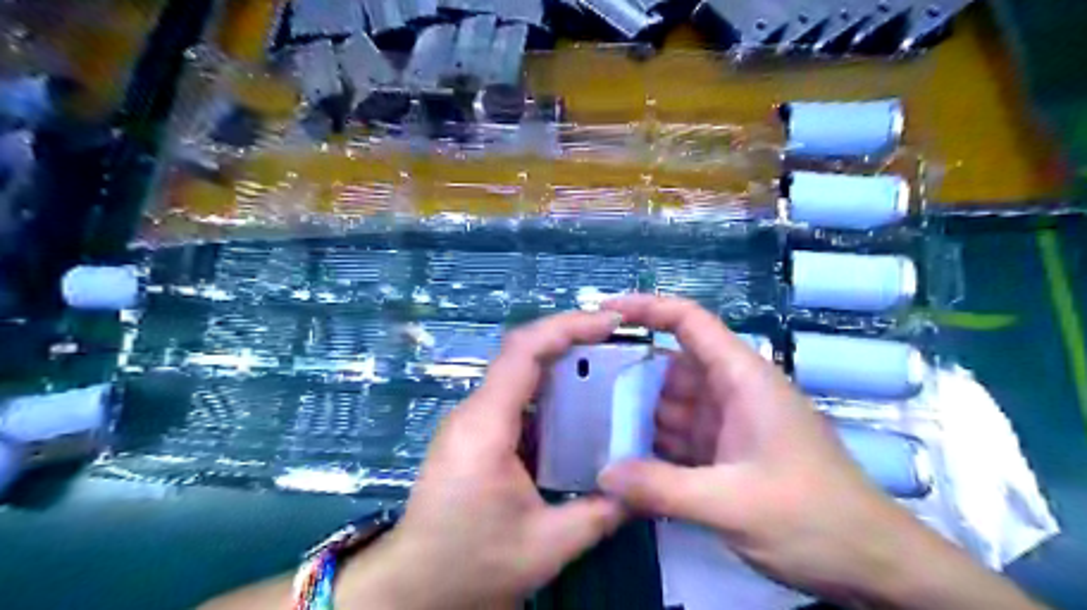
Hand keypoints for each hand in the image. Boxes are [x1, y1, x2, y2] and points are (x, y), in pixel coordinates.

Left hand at [340, 312, 627, 609]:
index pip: (525, 351)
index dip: (568, 327)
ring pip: (517, 372)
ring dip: (559, 362)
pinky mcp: (472, 434)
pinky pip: (514, 398)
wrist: (413, 587)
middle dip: (569, 336)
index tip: (609, 322)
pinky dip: (548, 391)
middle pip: (521, 352)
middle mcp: (474, 412)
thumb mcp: (547, 545)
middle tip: (615, 337)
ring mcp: (470, 421)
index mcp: (486, 425)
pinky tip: (576, 406)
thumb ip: (601, 513)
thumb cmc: (472, 564)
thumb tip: (642, 490)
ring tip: (605, 364)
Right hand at [593, 296, 1042, 609]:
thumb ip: (661, 488)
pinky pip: (680, 437)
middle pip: (671, 367)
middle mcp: (732, 391)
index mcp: (742, 378)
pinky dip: (654, 445)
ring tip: (590, 425)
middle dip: (630, 376)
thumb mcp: (732, 504)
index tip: (604, 311)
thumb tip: (603, 475)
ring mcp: (729, 423)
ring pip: (672, 405)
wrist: (874, 566)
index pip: (689, 322)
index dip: (646, 308)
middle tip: (580, 387)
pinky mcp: (727, 453)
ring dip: (638, 415)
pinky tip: (623, 460)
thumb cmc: (813, 519)